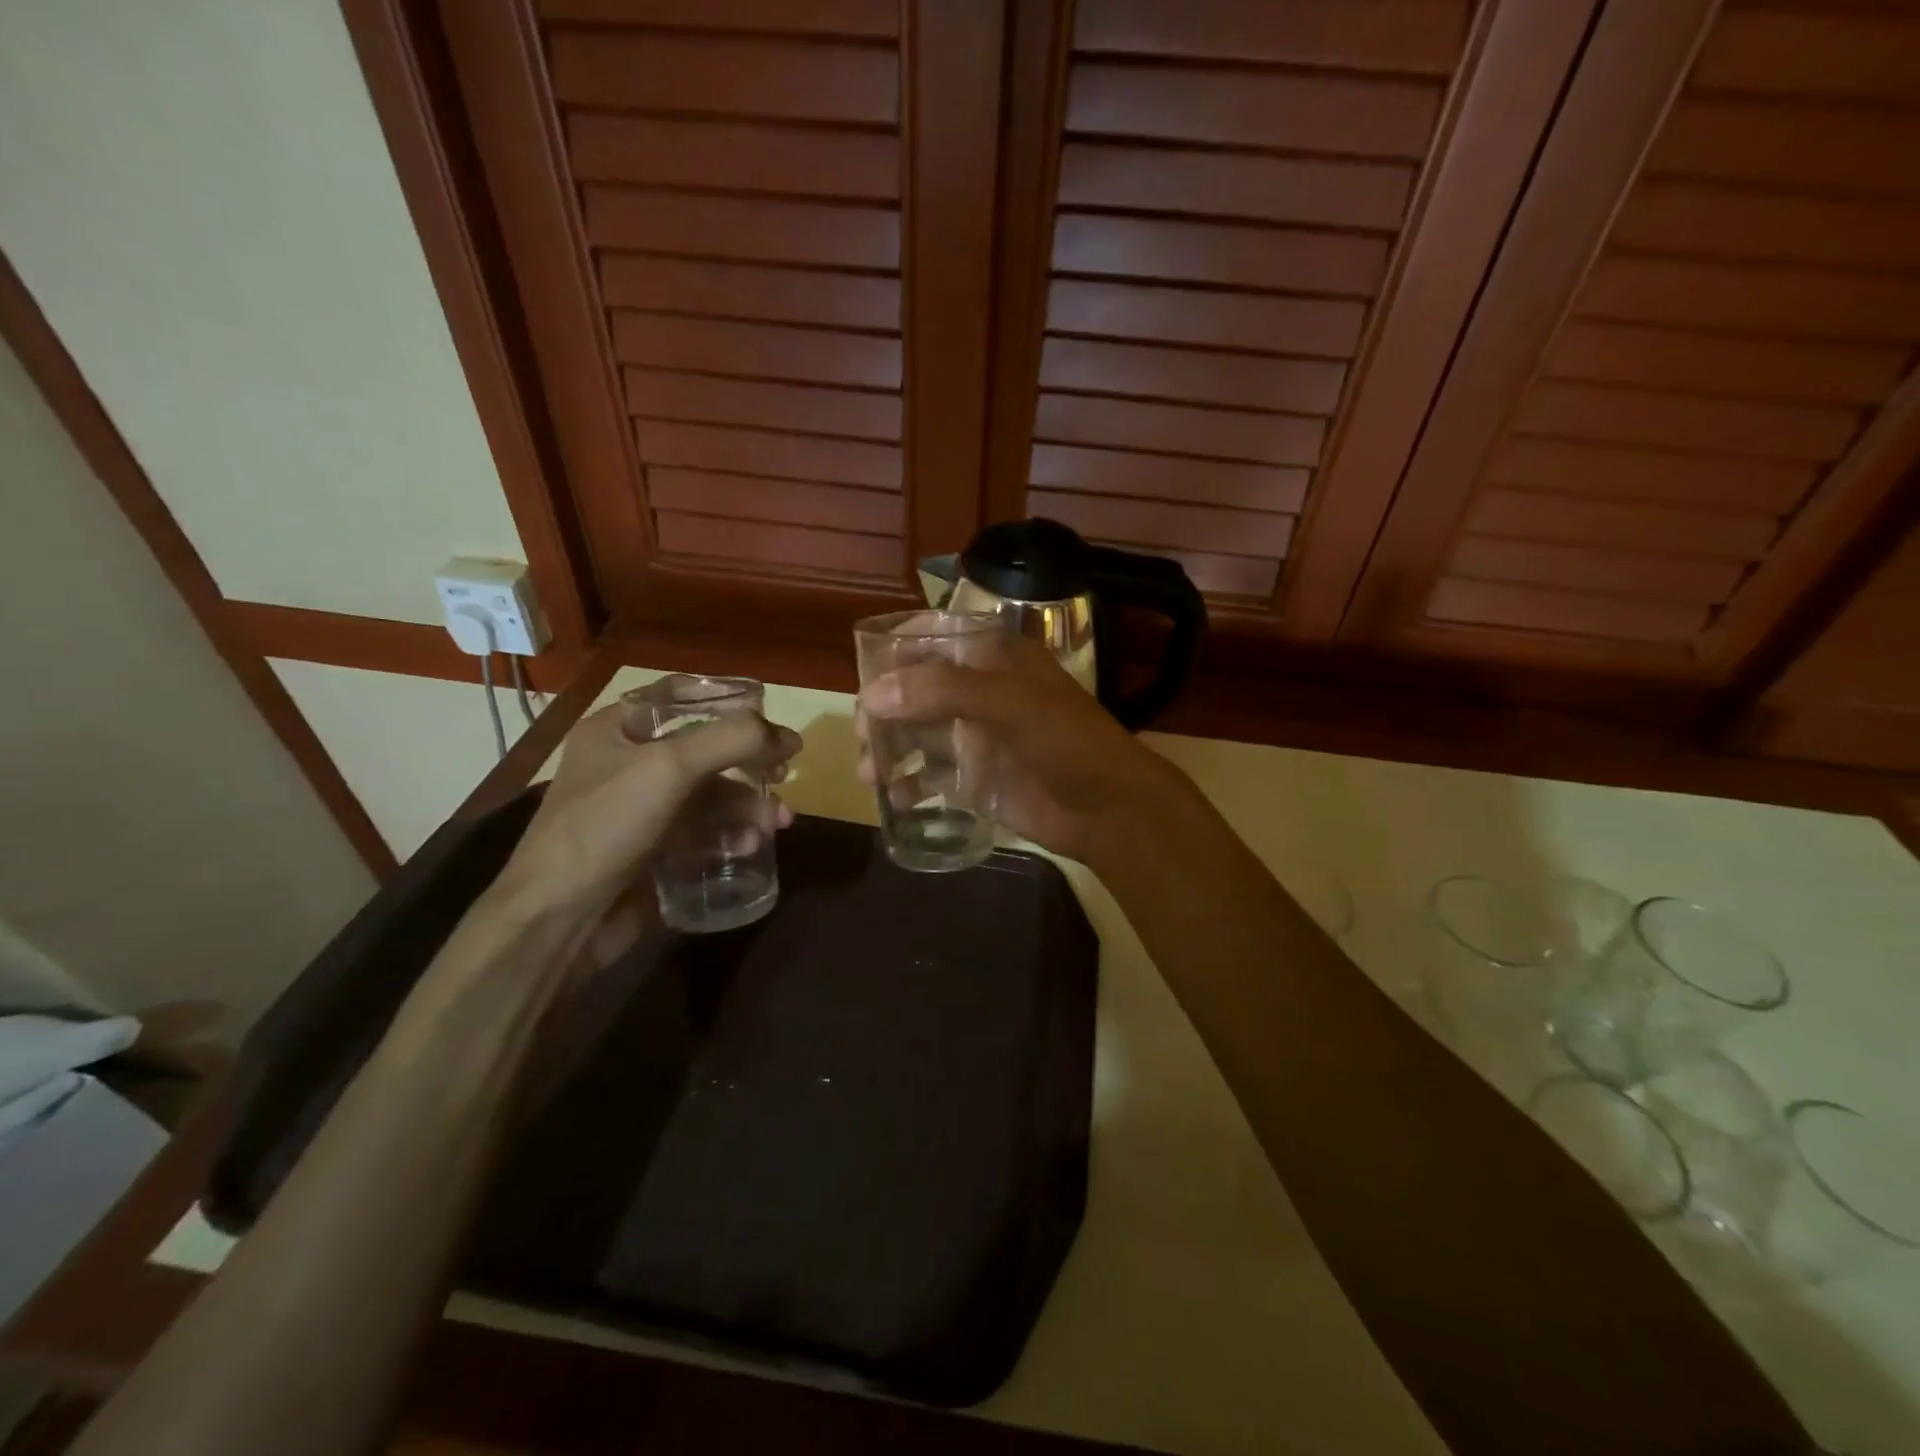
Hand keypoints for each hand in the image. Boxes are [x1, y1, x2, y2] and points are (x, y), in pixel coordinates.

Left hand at [501, 702, 800, 917]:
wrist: (558, 919)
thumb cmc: (605, 826)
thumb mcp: (669, 767)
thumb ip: (732, 740)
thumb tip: (789, 736)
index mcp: (617, 730)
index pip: (678, 697)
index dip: (726, 702)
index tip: (768, 719)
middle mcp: (628, 764)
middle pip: (704, 750)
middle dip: (749, 763)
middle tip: (783, 776)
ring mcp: (641, 811)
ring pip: (709, 796)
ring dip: (747, 805)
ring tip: (776, 823)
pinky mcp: (653, 851)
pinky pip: (702, 832)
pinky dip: (729, 835)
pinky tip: (748, 847)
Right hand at [856, 634, 1182, 862]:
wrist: (1108, 810)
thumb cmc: (1066, 742)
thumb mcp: (1010, 704)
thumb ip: (942, 692)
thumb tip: (873, 694)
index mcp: (996, 659)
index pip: (937, 637)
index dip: (899, 648)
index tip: (866, 670)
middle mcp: (982, 692)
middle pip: (919, 689)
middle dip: (886, 708)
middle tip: (862, 733)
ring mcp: (978, 736)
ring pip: (919, 733)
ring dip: (890, 748)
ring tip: (868, 772)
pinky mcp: (977, 778)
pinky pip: (931, 775)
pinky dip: (909, 783)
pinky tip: (895, 797)